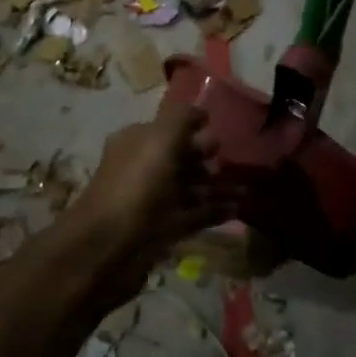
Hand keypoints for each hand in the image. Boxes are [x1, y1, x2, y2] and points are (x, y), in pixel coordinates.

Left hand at [66, 102, 235, 303]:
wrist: (109, 246)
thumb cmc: (136, 184)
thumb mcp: (160, 139)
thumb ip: (182, 119)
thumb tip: (201, 111)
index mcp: (137, 142)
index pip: (168, 128)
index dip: (193, 128)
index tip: (220, 130)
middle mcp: (143, 168)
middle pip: (180, 158)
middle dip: (207, 158)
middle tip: (235, 161)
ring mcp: (152, 201)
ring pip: (189, 188)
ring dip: (216, 187)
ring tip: (246, 188)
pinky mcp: (162, 230)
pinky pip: (193, 215)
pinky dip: (214, 211)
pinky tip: (238, 209)